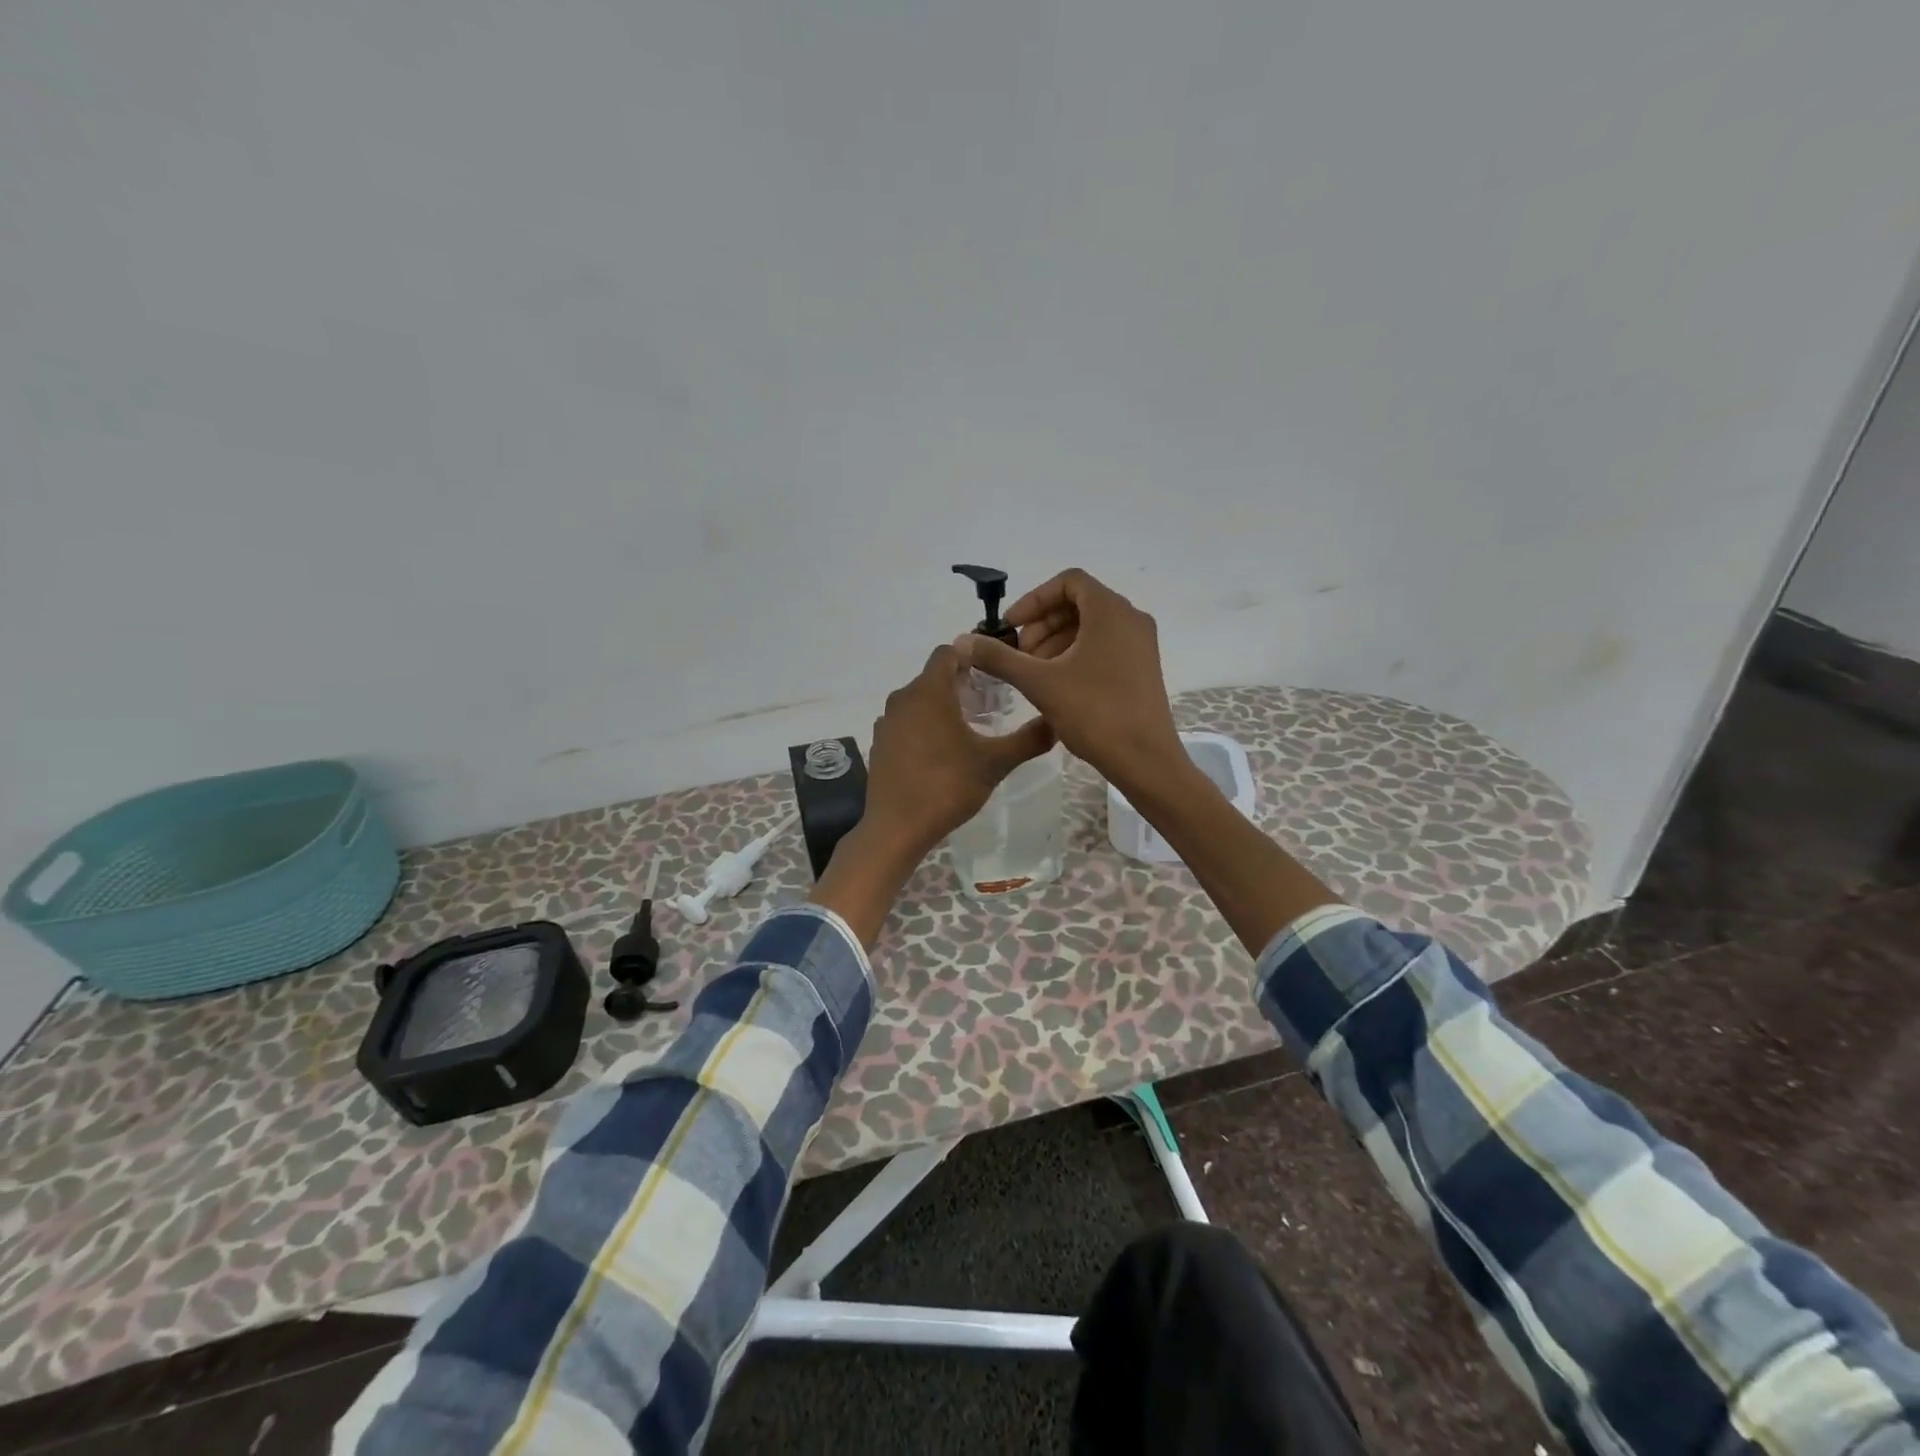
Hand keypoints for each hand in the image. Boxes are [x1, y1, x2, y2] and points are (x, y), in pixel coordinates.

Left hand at [862, 644, 1055, 859]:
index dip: (970, 656)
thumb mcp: (994, 763)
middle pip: (933, 677)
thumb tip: (1057, 724)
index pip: (947, 653)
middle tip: (990, 703)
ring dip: (941, 706)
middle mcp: (902, 698)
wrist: (897, 827)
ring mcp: (887, 722)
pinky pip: (906, 723)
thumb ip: (1027, 740)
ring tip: (969, 728)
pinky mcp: (880, 744)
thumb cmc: (947, 786)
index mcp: (929, 691)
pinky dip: (923, 726)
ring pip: (918, 701)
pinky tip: (941, 752)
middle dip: (961, 684)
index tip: (993, 671)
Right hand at [952, 568, 1183, 795]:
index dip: (1034, 599)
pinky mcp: (1142, 667)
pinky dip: (1076, 654)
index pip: (1068, 582)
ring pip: (1090, 626)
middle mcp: (1130, 619)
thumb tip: (962, 641)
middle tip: (1019, 654)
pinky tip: (1056, 684)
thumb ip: (999, 657)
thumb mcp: (1039, 682)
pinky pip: (1104, 645)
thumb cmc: (1094, 712)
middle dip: (1042, 623)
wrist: (1144, 759)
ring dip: (1056, 640)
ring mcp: (1140, 644)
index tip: (1011, 626)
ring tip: (1033, 672)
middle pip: (1079, 603)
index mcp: (1110, 611)